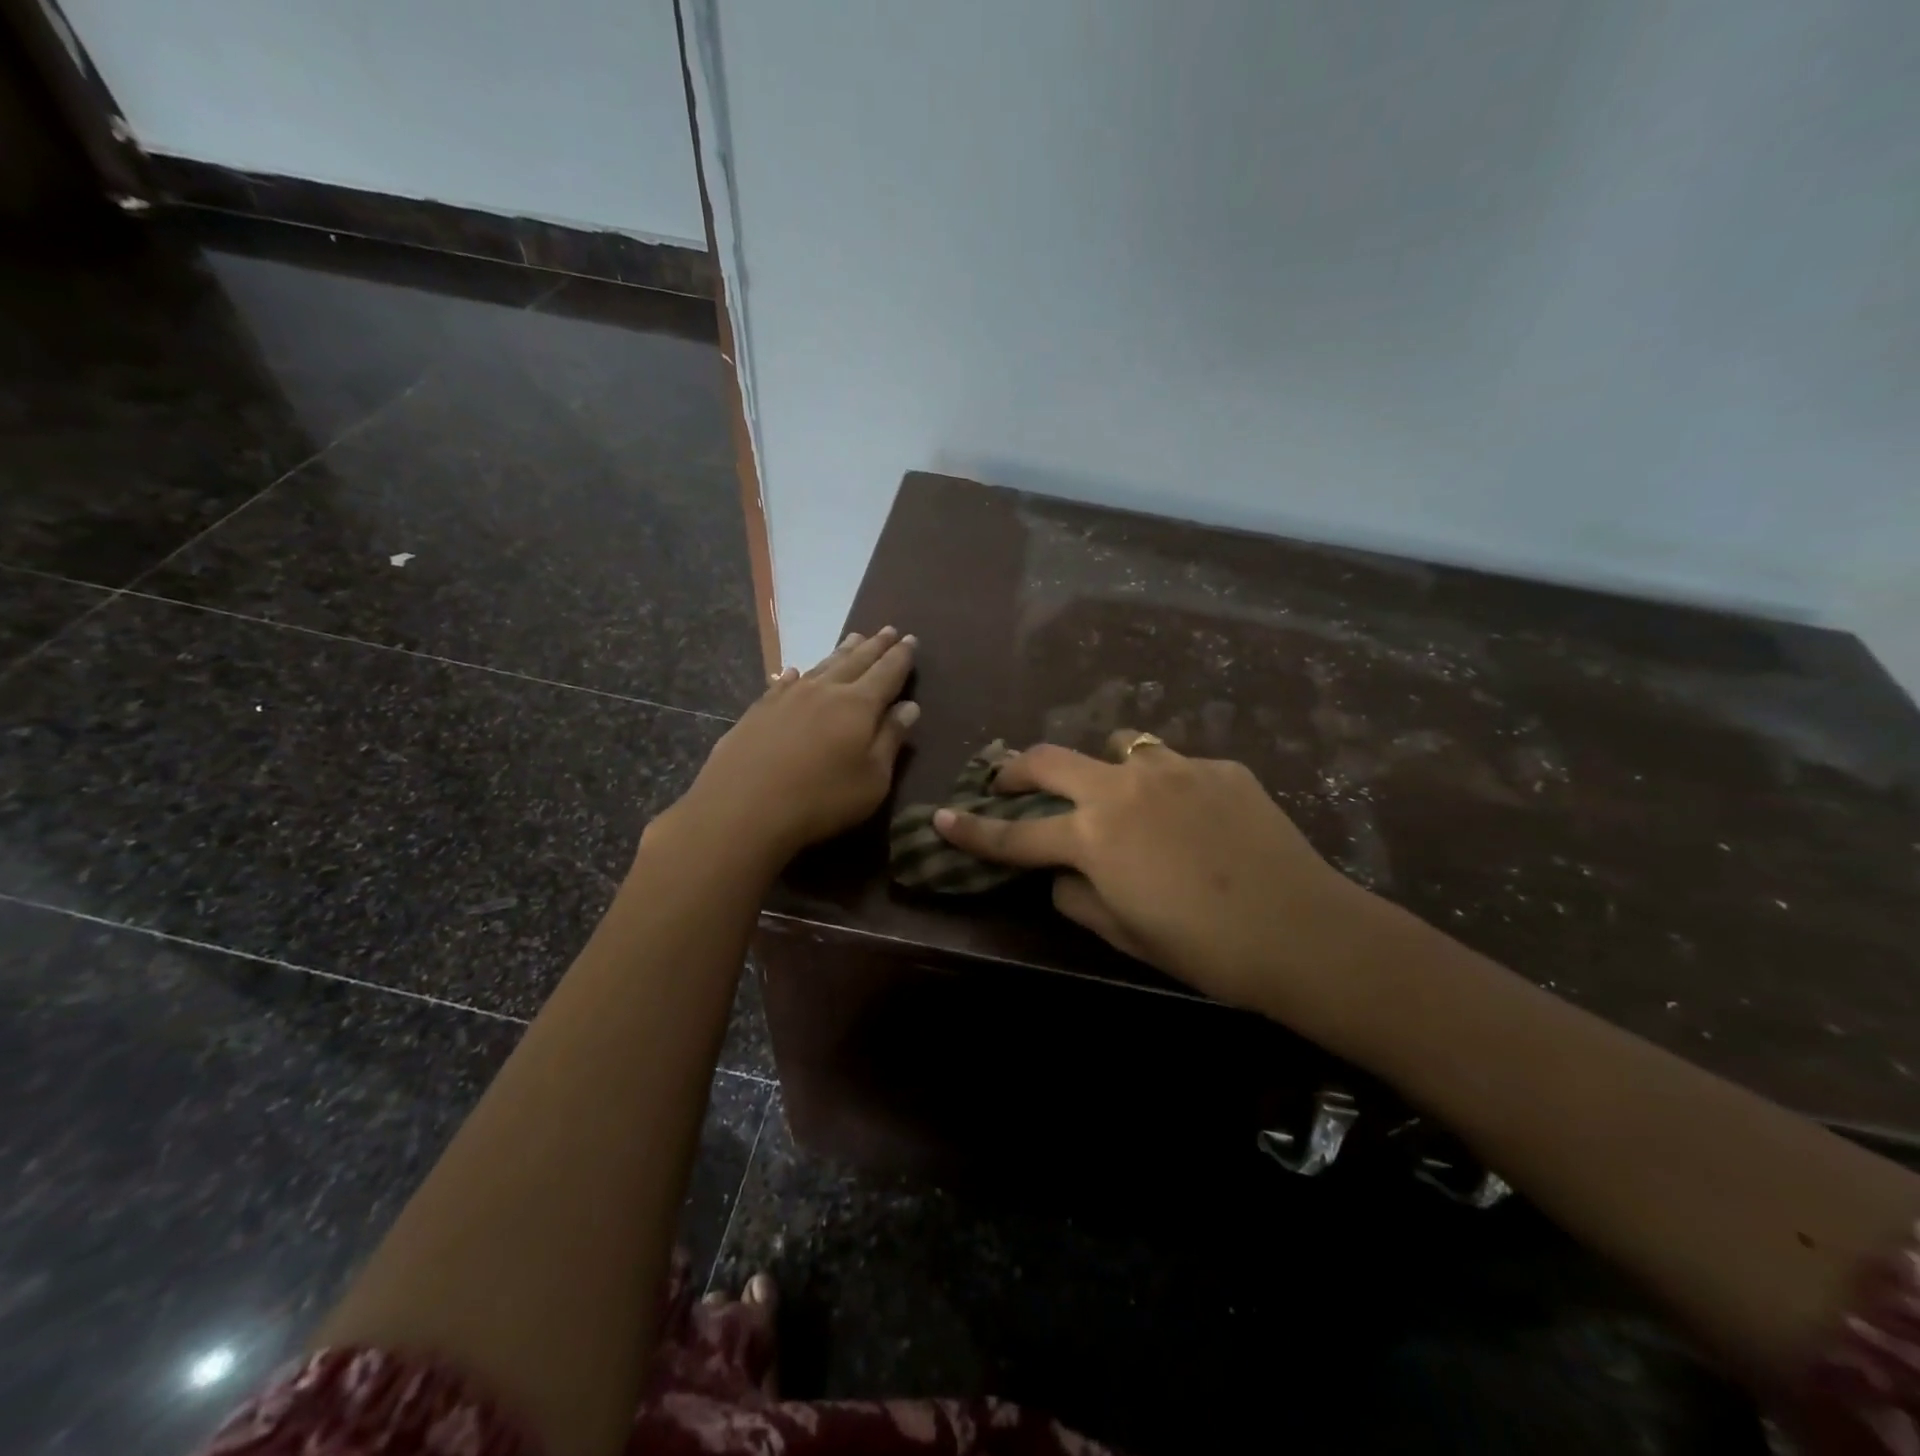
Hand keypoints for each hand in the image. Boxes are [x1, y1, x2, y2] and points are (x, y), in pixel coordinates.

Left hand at [664, 628, 919, 869]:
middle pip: (856, 661)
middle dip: (875, 646)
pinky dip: (797, 674)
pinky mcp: (760, 710)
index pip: (887, 672)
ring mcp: (789, 697)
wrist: (743, 807)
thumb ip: (891, 740)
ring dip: (841, 651)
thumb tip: (909, 707)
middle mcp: (825, 691)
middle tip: (888, 630)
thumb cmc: (821, 799)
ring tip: (854, 638)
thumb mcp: (872, 779)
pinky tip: (797, 672)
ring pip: (822, 666)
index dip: (901, 656)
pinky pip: (785, 682)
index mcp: (859, 706)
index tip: (911, 639)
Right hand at [933, 731, 1386, 1017]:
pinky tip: (1193, 816)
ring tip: (1117, 791)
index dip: (972, 831)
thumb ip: (1078, 898)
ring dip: (1103, 765)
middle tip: (1007, 780)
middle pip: (1051, 760)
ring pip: (1119, 745)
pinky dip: (1166, 784)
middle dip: (1018, 769)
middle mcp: (1122, 787)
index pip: (1015, 835)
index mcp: (1093, 835)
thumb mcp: (1125, 933)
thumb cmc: (1203, 949)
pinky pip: (1176, 765)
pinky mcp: (1219, 766)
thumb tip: (1062, 876)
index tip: (941, 819)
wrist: (1303, 930)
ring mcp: (1173, 768)